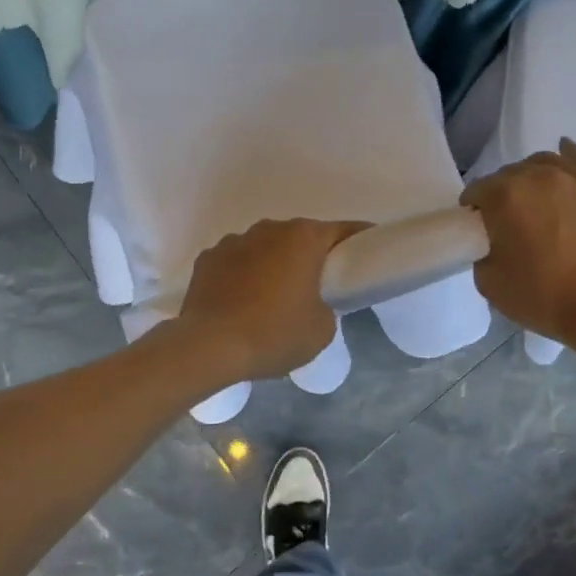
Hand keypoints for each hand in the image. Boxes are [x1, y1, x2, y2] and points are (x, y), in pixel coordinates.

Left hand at [176, 218, 368, 381]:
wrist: (209, 347)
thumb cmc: (275, 334)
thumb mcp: (322, 329)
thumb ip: (327, 306)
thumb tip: (313, 303)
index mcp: (303, 238)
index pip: (343, 230)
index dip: (360, 241)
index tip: (368, 253)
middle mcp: (269, 229)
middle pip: (300, 237)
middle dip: (311, 256)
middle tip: (319, 286)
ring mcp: (233, 241)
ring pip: (264, 248)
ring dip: (273, 265)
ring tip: (273, 299)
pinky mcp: (207, 259)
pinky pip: (236, 263)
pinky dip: (243, 276)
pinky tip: (241, 303)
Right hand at [461, 139, 575, 349]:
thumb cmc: (544, 297)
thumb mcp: (489, 282)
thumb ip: (482, 251)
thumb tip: (494, 241)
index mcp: (505, 195)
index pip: (477, 192)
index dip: (474, 212)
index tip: (480, 231)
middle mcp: (539, 176)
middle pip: (509, 175)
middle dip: (503, 195)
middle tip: (509, 224)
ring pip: (543, 164)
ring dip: (532, 178)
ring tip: (536, 201)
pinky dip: (567, 156)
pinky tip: (563, 154)